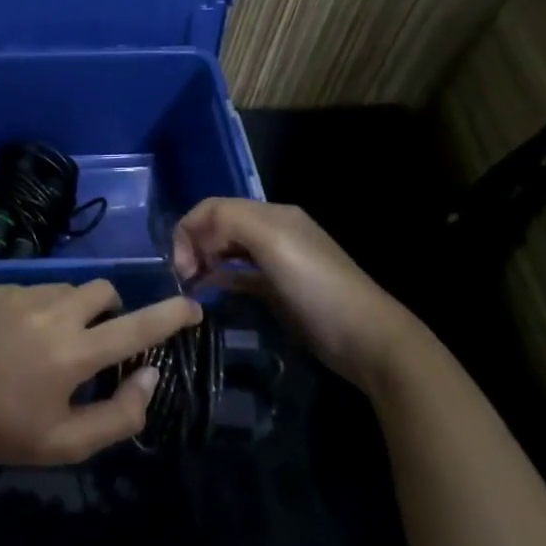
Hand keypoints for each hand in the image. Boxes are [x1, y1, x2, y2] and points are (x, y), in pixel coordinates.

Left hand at [0, 281, 200, 470]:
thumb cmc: (8, 433)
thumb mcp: (69, 443)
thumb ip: (120, 414)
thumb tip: (151, 375)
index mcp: (72, 354)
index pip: (135, 327)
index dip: (170, 315)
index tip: (193, 305)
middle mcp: (50, 315)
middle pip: (103, 291)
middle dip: (111, 311)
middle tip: (95, 342)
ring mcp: (19, 296)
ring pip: (68, 289)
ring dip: (73, 310)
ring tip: (48, 343)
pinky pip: (35, 289)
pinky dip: (40, 308)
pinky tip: (18, 337)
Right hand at [171, 199, 422, 390]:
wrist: (366, 339)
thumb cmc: (316, 286)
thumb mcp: (272, 242)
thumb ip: (230, 221)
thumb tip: (196, 234)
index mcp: (271, 214)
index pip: (214, 207)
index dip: (189, 229)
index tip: (180, 265)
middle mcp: (273, 231)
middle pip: (218, 225)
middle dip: (194, 244)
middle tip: (185, 277)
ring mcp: (277, 261)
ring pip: (226, 249)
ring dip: (204, 260)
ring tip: (192, 285)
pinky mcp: (278, 288)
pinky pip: (239, 273)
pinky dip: (220, 276)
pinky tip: (211, 291)